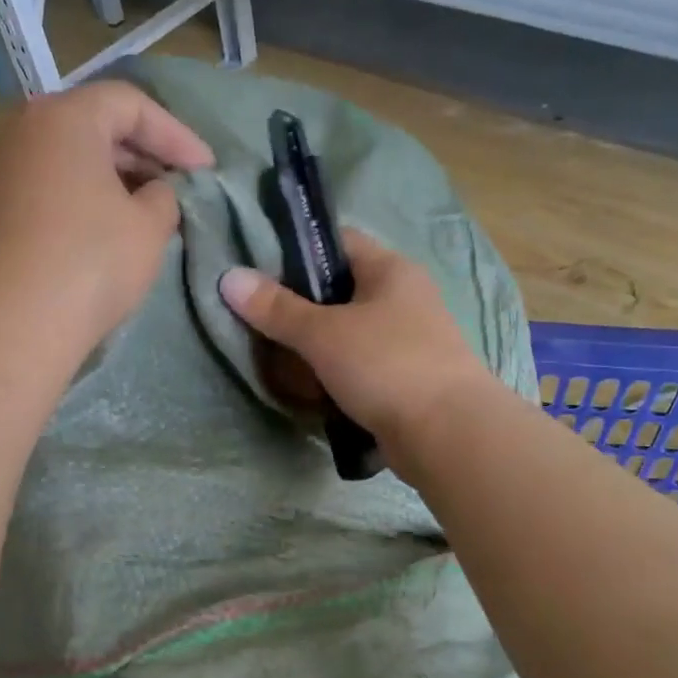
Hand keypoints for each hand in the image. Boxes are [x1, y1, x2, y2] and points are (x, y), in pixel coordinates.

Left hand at [0, 82, 212, 356]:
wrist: (6, 328)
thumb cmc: (89, 264)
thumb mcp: (149, 228)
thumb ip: (164, 197)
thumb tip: (154, 192)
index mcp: (62, 118)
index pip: (130, 104)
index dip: (176, 135)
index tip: (206, 170)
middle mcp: (17, 131)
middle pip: (90, 127)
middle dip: (140, 155)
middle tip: (176, 188)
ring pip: (62, 161)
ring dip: (107, 180)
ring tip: (140, 213)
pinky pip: (38, 192)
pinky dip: (74, 202)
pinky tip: (95, 237)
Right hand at [218, 230, 496, 461]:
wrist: (448, 434)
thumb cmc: (386, 365)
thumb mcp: (323, 333)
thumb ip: (276, 308)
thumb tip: (230, 278)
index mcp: (390, 271)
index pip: (338, 243)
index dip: (296, 251)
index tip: (258, 271)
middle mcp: (403, 299)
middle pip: (339, 293)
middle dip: (299, 310)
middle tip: (259, 324)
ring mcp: (407, 342)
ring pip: (347, 335)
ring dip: (315, 350)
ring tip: (277, 363)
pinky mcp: (405, 381)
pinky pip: (359, 369)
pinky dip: (334, 377)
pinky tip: (309, 391)